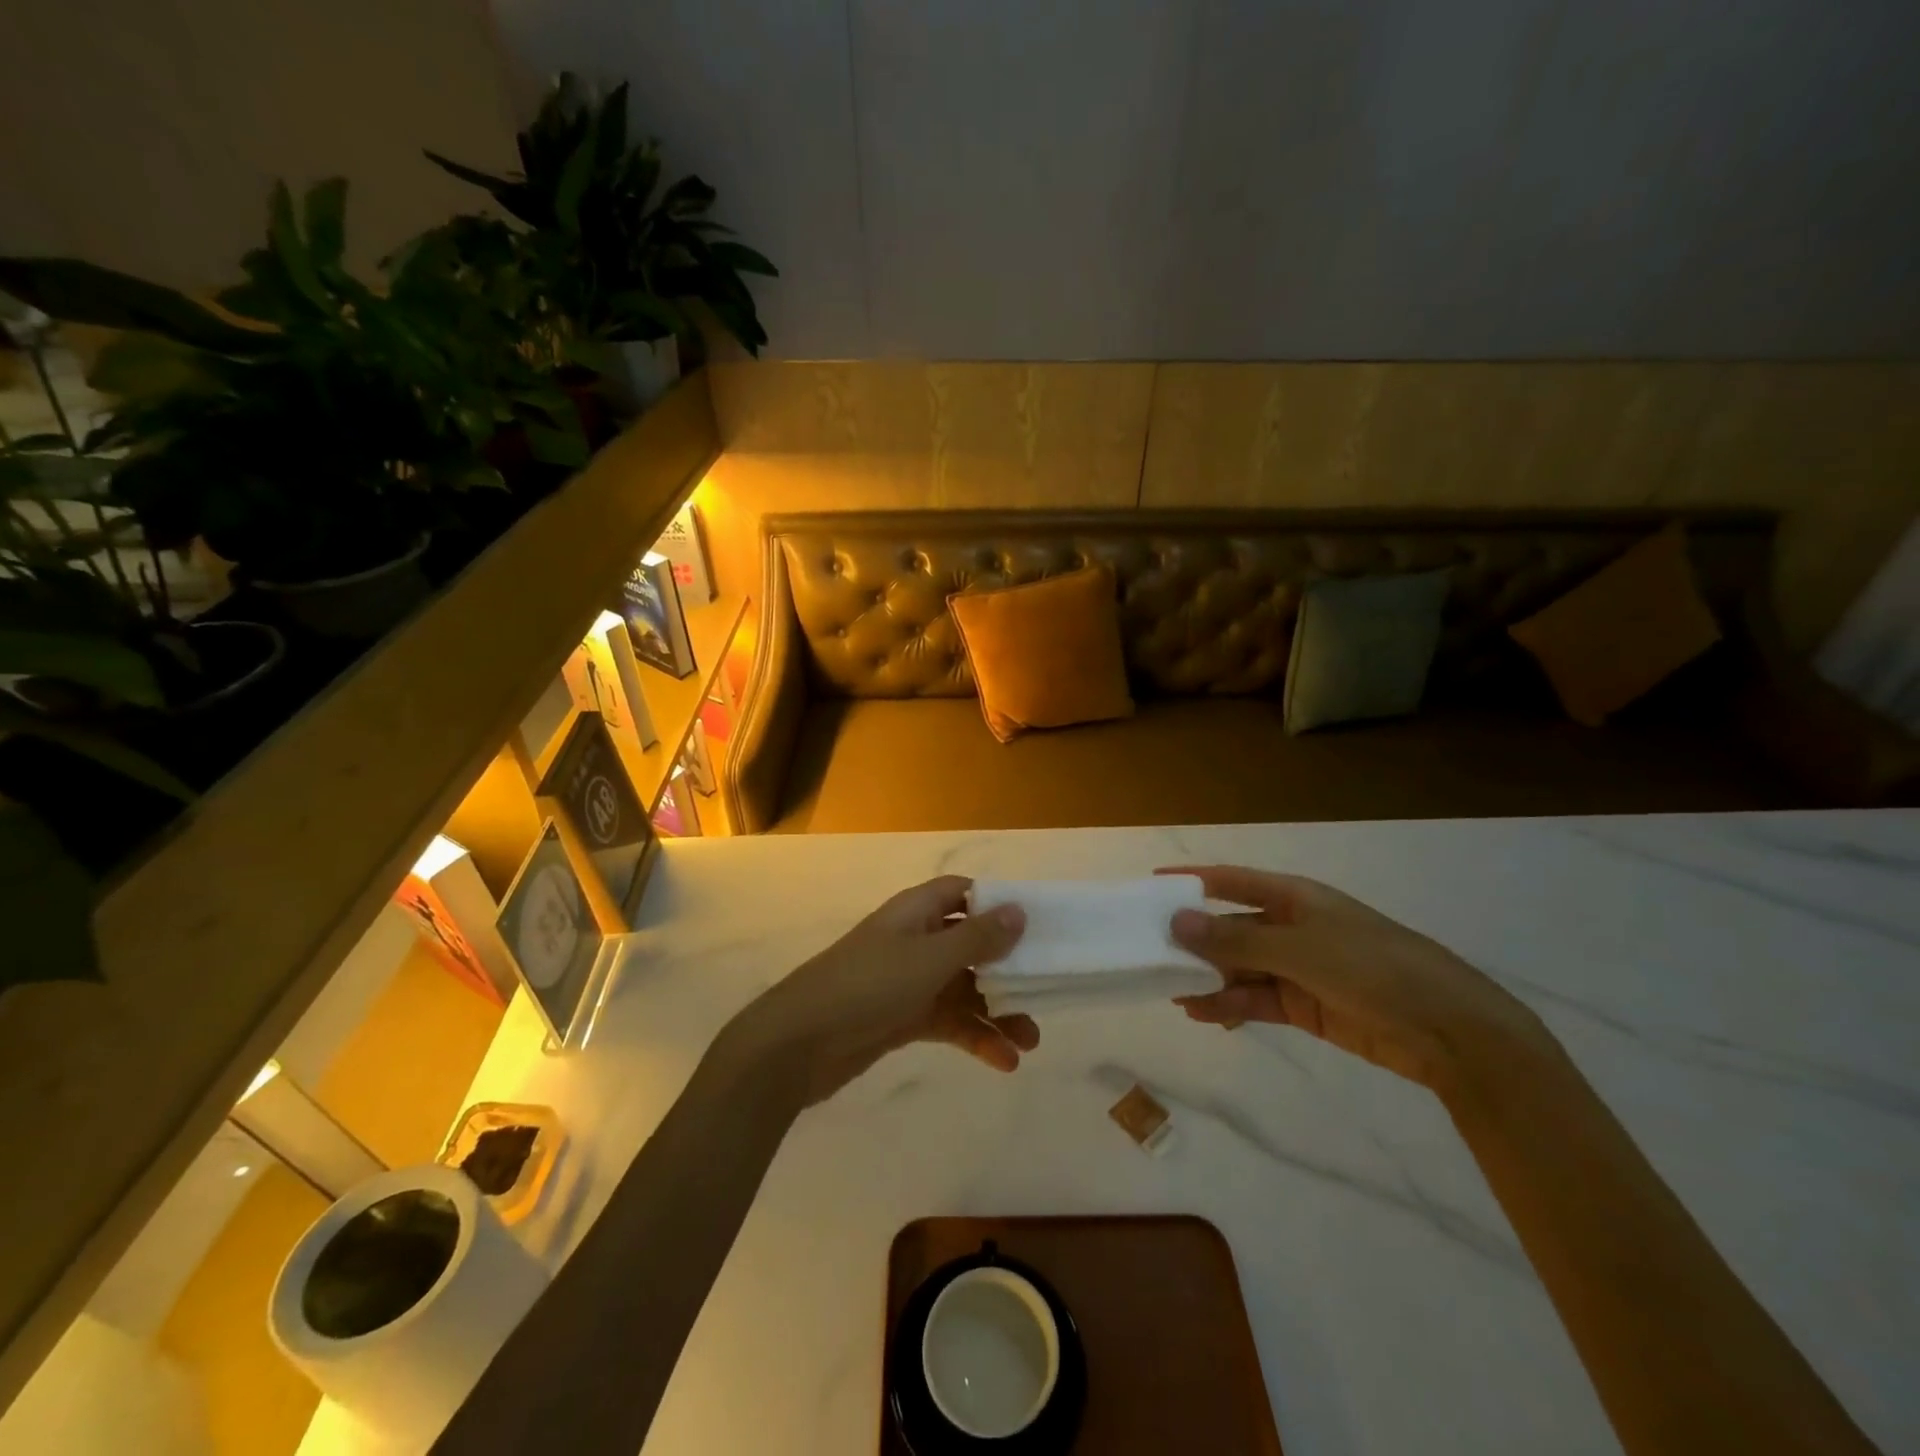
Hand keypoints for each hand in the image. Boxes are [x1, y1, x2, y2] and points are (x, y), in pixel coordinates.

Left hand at [729, 876, 1035, 1104]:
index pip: (964, 893)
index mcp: (918, 911)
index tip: (1037, 926)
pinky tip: (1003, 1062)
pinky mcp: (904, 1018)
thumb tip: (1019, 910)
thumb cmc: (868, 985)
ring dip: (998, 1012)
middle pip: (973, 945)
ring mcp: (910, 981)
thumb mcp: (930, 958)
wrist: (799, 1043)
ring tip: (1031, 1042)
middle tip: (1044, 993)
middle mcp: (917, 940)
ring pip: (965, 989)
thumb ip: (978, 937)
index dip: (999, 904)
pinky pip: (949, 1021)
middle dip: (1008, 970)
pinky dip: (975, 1037)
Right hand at [1165, 865, 1546, 1091]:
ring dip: (1208, 980)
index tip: (1151, 887)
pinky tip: (1206, 1015)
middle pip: (1231, 927)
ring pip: (1239, 968)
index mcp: (1294, 898)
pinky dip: (1230, 1007)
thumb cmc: (1373, 968)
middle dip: (1194, 941)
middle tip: (1151, 956)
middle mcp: (1291, 927)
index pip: (1230, 881)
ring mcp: (1298, 967)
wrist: (1448, 1031)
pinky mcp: (1305, 1005)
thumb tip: (1177, 921)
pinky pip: (1256, 999)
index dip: (1191, 881)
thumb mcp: (1300, 949)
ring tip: (1173, 994)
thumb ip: (1236, 938)